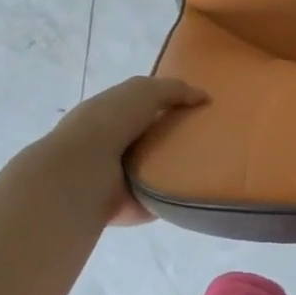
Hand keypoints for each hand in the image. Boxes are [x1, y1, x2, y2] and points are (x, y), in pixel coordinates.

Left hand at [18, 76, 207, 226]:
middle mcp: (114, 144)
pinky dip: (178, 195)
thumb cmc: (109, 122)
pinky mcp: (131, 204)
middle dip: (178, 137)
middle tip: (212, 136)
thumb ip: (174, 89)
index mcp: (111, 113)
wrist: (83, 173)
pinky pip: (162, 197)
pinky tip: (200, 188)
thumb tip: (204, 97)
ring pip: (158, 168)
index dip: (169, 105)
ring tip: (212, 162)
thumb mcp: (144, 90)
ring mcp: (121, 177)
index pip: (144, 106)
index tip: (200, 108)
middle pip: (154, 138)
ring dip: (178, 167)